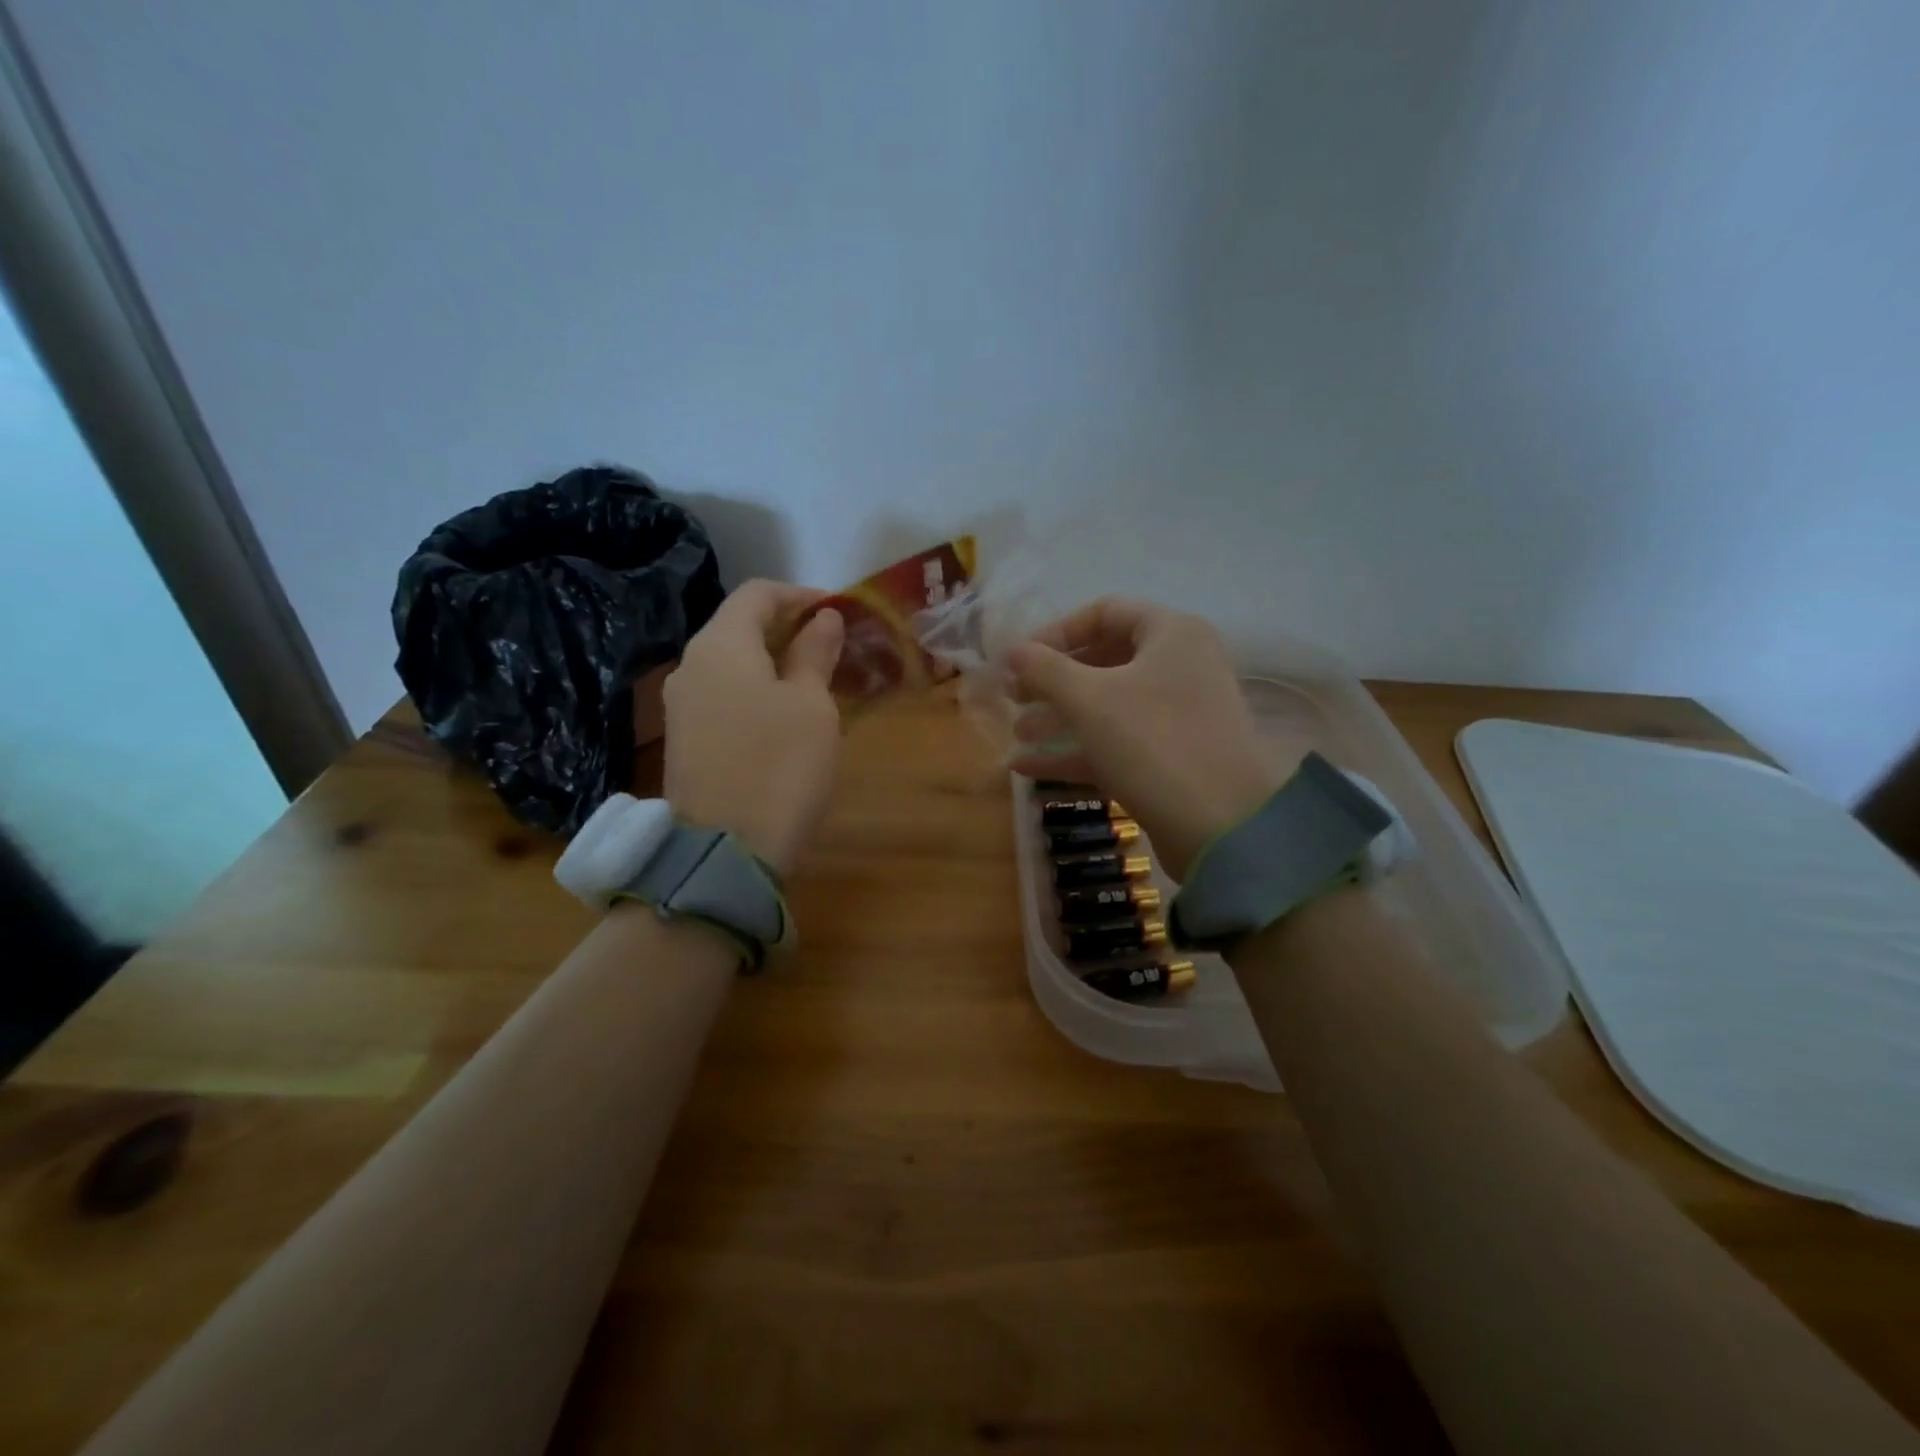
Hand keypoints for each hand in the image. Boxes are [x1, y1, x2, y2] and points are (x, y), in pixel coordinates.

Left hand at [662, 580, 844, 875]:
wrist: (724, 853)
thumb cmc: (779, 767)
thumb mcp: (811, 706)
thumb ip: (815, 653)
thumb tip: (822, 618)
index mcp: (720, 645)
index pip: (757, 593)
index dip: (801, 594)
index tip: (840, 611)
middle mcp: (690, 666)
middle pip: (739, 625)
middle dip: (788, 627)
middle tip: (835, 646)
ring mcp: (682, 706)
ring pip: (732, 663)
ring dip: (774, 661)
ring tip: (818, 679)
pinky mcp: (685, 740)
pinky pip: (724, 695)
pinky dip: (757, 690)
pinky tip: (787, 713)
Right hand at [1005, 598, 1287, 879]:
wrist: (1222, 827)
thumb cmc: (1153, 742)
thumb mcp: (1089, 699)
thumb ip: (1045, 669)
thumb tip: (1011, 650)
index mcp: (1171, 634)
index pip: (1105, 612)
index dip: (1056, 632)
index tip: (1018, 659)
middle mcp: (1179, 667)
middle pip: (1104, 661)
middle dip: (1053, 680)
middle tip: (1013, 697)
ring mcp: (1177, 716)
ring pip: (1107, 706)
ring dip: (1058, 717)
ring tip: (1016, 733)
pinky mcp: (1170, 758)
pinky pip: (1116, 743)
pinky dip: (1075, 750)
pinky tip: (1026, 767)